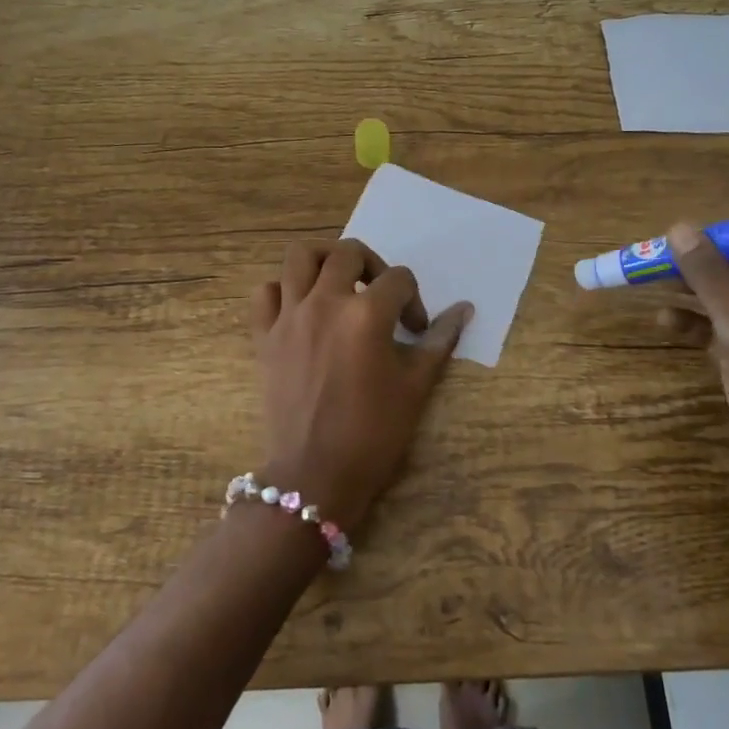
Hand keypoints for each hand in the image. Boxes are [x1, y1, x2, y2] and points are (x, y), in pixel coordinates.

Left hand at [249, 239, 470, 529]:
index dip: (415, 300)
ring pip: (300, 257)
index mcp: (366, 314)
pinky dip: (283, 290)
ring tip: (339, 282)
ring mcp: (289, 317)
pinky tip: (301, 307)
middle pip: (348, 253)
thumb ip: (439, 340)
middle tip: (381, 295)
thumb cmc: (373, 433)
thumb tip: (464, 309)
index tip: (416, 330)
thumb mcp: (415, 386)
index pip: (399, 279)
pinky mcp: (264, 336)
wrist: (314, 475)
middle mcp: (324, 303)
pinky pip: (265, 293)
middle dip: (373, 265)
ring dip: (325, 260)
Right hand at [656, 224, 728, 519]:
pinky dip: (696, 328)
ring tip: (652, 285)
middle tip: (659, 258)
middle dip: (704, 269)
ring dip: (695, 297)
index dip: (728, 240)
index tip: (686, 233)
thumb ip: (712, 280)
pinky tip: (665, 322)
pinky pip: (722, 336)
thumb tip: (680, 229)